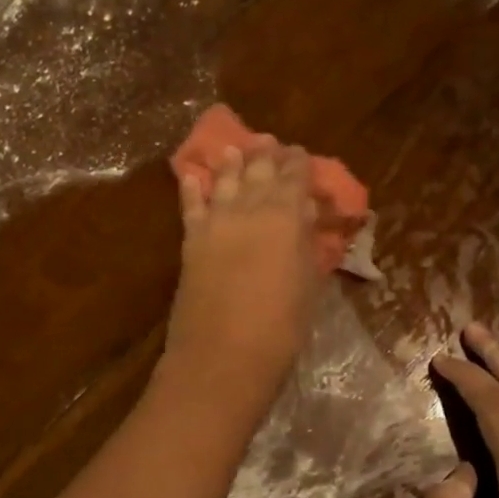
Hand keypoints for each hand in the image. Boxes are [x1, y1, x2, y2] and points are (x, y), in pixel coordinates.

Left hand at [161, 141, 322, 412]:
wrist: (222, 354)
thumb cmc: (280, 326)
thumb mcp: (308, 283)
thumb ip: (305, 243)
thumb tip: (304, 216)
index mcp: (285, 215)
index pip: (294, 177)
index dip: (298, 164)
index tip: (300, 153)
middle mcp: (248, 208)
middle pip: (258, 172)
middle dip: (266, 155)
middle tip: (270, 143)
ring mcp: (215, 223)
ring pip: (224, 181)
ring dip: (231, 163)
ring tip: (234, 148)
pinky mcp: (190, 242)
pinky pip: (191, 206)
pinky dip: (193, 189)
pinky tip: (193, 177)